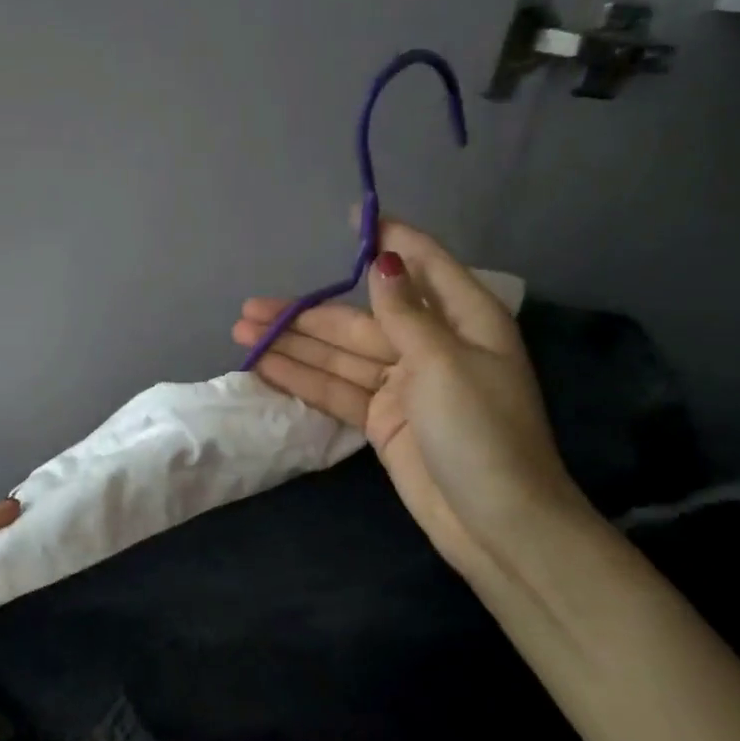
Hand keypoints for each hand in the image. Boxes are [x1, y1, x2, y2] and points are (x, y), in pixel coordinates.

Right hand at [233, 217, 585, 570]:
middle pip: (360, 318)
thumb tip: (383, 260)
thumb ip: (405, 313)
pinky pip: (338, 389)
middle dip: (307, 312)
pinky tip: (266, 366)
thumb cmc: (481, 432)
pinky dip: (304, 378)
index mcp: (464, 321)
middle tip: (251, 304)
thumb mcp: (444, 364)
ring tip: (243, 331)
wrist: (496, 524)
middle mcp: (432, 345)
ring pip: (340, 354)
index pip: (421, 265)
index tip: (352, 216)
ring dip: (294, 344)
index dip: (388, 239)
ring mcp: (404, 384)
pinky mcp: (383, 419)